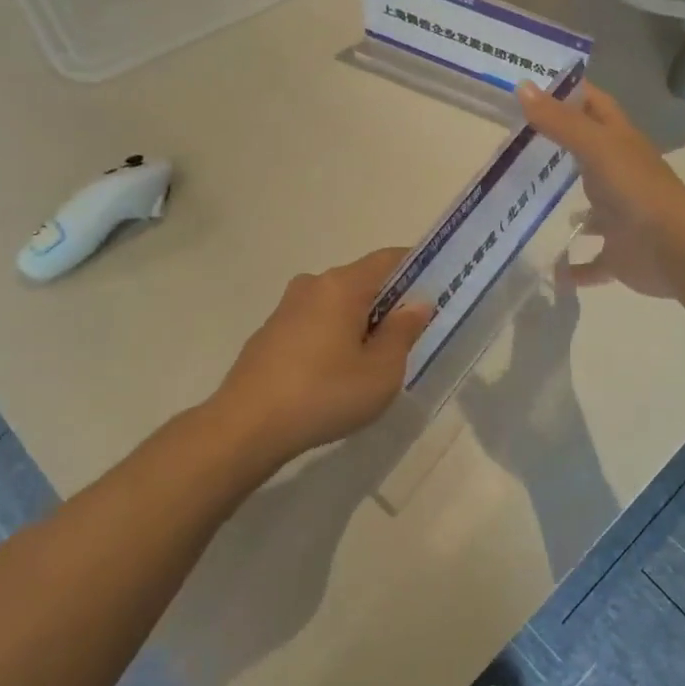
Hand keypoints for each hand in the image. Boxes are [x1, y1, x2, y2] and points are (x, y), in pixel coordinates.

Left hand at [213, 247, 433, 464]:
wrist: (246, 426)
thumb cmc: (324, 394)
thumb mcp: (381, 371)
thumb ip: (403, 332)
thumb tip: (417, 304)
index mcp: (342, 285)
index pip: (389, 259)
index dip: (418, 270)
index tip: (438, 293)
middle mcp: (312, 285)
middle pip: (363, 282)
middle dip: (390, 304)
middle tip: (410, 339)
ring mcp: (286, 308)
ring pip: (337, 305)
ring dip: (360, 324)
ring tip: (372, 364)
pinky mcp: (270, 333)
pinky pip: (315, 324)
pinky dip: (333, 338)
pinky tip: (334, 376)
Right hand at [519, 81, 684, 297]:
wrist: (674, 249)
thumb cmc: (636, 189)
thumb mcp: (595, 147)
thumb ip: (560, 121)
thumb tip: (522, 86)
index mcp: (620, 144)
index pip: (596, 107)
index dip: (572, 93)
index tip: (535, 86)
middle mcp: (621, 176)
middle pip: (590, 156)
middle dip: (559, 151)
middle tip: (516, 146)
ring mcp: (621, 217)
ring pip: (592, 211)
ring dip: (570, 211)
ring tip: (529, 208)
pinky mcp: (618, 254)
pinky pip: (591, 262)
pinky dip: (574, 268)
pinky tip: (550, 270)